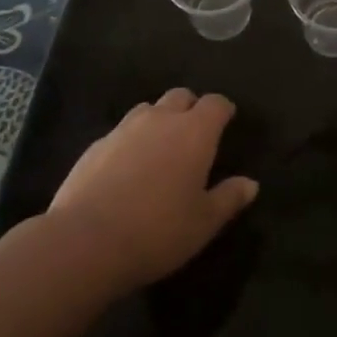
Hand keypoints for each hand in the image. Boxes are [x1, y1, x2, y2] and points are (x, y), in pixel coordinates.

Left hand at [48, 88, 258, 292]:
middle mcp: (161, 119)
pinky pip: (121, 132)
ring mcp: (124, 128)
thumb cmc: (158, 231)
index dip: (223, 109)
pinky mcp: (96, 145)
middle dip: (191, 108)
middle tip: (195, 134)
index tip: (227, 120)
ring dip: (159, 120)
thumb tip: (250, 183)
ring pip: (148, 109)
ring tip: (161, 148)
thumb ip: (228, 198)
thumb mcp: (204, 223)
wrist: (86, 240)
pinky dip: (131, 141)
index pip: (215, 104)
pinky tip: (128, 169)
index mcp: (194, 132)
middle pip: (180, 96)